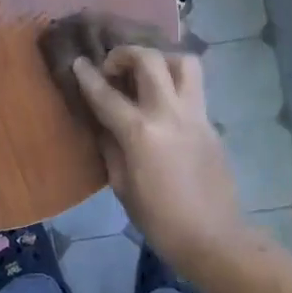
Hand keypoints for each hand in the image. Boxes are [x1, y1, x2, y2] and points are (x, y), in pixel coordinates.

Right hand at [71, 47, 244, 272]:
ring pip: (184, 63)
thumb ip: (111, 147)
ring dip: (161, 60)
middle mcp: (170, 115)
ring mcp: (196, 116)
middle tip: (114, 68)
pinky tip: (162, 104)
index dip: (88, 76)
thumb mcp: (122, 186)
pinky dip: (174, 84)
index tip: (78, 62)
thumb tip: (104, 123)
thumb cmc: (159, 220)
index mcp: (141, 134)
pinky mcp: (211, 124)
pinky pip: (193, 89)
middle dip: (126, 54)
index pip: (107, 95)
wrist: (213, 238)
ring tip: (146, 76)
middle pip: (151, 60)